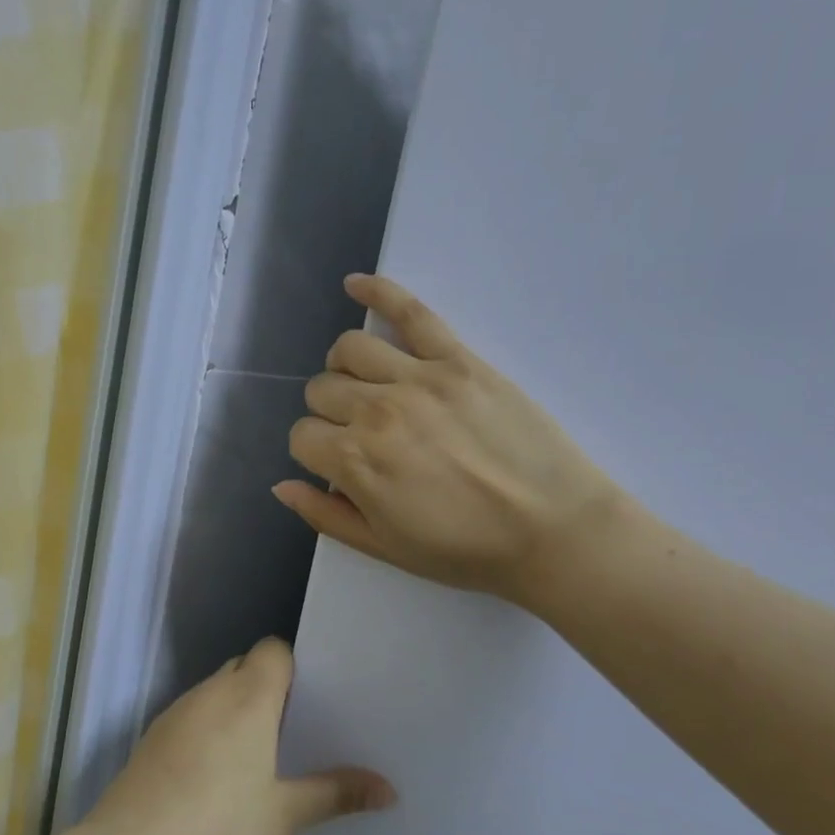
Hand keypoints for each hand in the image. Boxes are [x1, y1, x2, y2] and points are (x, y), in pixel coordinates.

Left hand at [83, 639, 395, 834]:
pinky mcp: (153, 735)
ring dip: (235, 708)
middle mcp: (211, 691)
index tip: (309, 702)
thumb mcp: (284, 814)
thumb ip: (335, 794)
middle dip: (267, 689)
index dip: (292, 668)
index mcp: (248, 697)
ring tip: (256, 754)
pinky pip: (192, 713)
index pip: (273, 650)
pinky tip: (213, 772)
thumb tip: (390, 791)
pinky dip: (208, 727)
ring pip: (215, 690)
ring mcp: (177, 711)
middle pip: (244, 666)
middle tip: (291, 731)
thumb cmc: (218, 825)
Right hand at [275, 274, 625, 609]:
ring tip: (364, 383)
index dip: (315, 453)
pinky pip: (411, 312)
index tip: (339, 466)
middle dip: (328, 414)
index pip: (303, 437)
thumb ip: (326, 516)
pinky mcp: (458, 360)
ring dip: (344, 367)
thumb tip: (282, 485)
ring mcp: (418, 379)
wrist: (553, 531)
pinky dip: (378, 291)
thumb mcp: (385, 548)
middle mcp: (376, 411)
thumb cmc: (466, 550)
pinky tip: (356, 284)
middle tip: (359, 435)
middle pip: (321, 390)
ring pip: (350, 348)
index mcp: (356, 462)